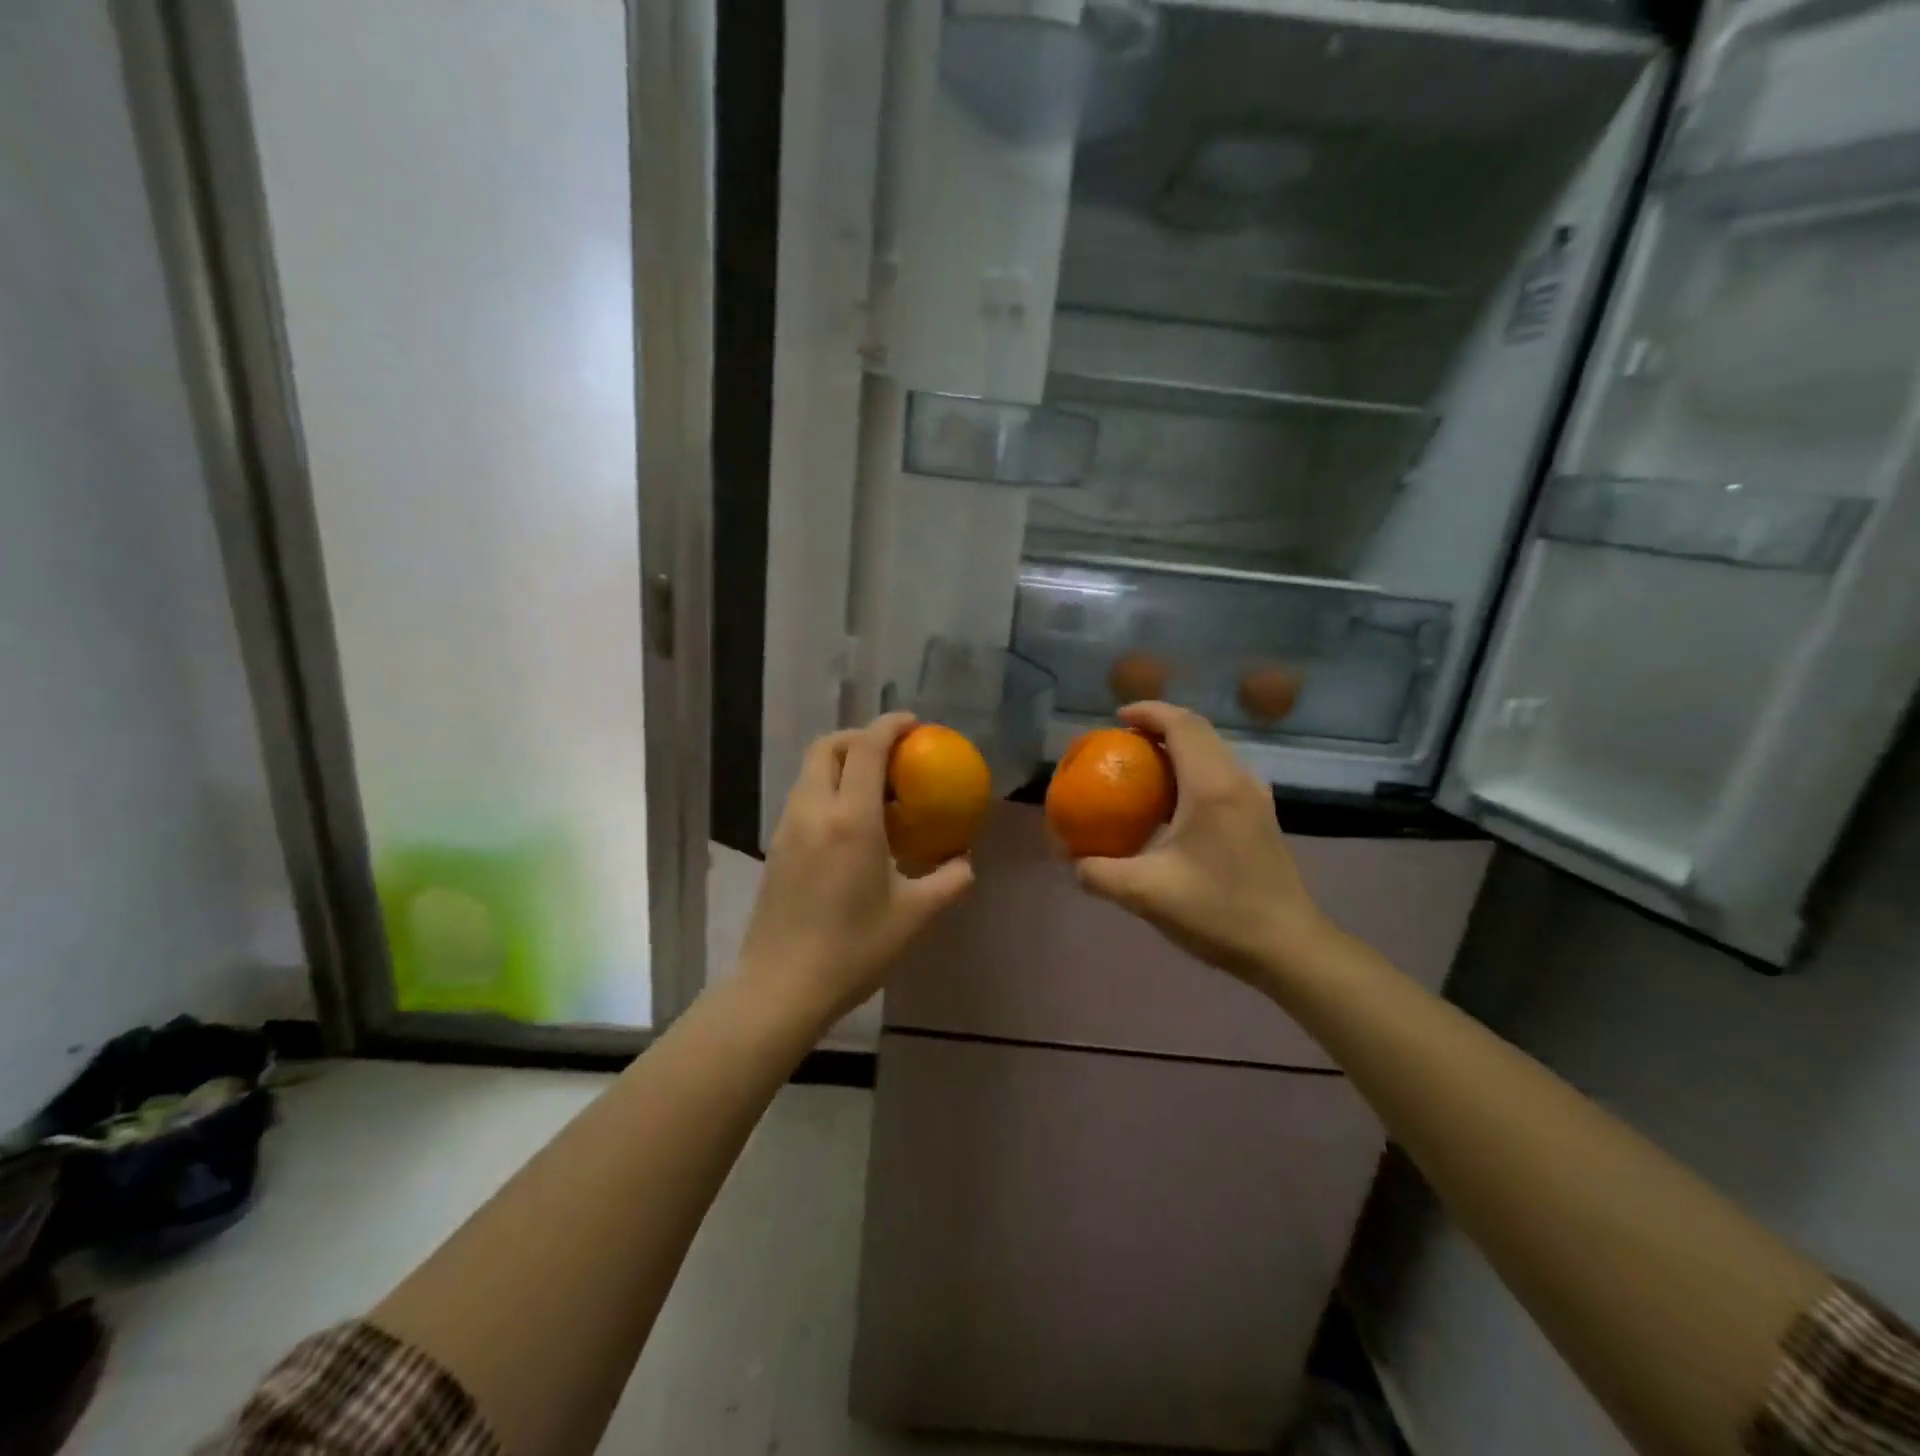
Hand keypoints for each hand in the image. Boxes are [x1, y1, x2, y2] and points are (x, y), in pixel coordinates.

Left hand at [738, 713, 975, 1024]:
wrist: (781, 987)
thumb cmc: (854, 949)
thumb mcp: (914, 916)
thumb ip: (948, 882)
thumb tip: (964, 863)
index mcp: (850, 819)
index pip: (866, 748)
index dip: (889, 726)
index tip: (913, 724)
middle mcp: (813, 811)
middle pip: (827, 747)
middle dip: (858, 737)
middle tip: (890, 755)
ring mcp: (787, 828)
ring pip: (809, 772)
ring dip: (840, 763)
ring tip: (872, 790)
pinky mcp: (775, 848)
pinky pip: (802, 798)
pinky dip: (826, 790)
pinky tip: (848, 826)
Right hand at [1073, 702, 1329, 986]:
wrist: (1288, 948)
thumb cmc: (1219, 913)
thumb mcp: (1145, 894)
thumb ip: (1099, 873)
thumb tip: (1071, 860)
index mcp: (1212, 787)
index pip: (1181, 725)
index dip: (1148, 712)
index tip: (1116, 718)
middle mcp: (1238, 781)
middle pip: (1199, 731)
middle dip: (1159, 726)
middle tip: (1123, 741)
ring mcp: (1255, 798)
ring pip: (1213, 751)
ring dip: (1177, 748)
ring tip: (1143, 767)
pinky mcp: (1261, 817)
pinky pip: (1222, 774)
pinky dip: (1192, 771)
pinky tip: (1172, 804)